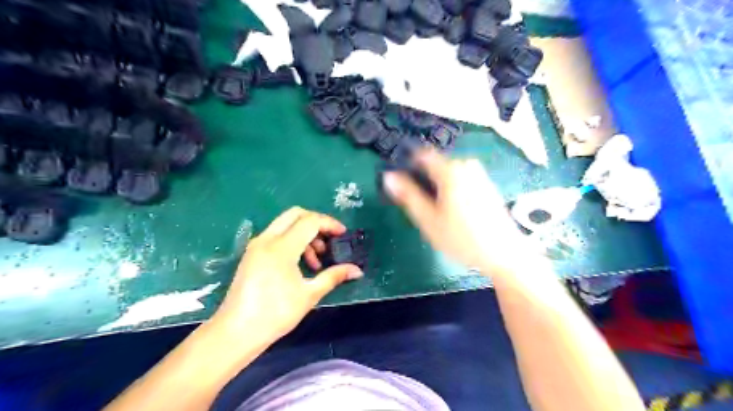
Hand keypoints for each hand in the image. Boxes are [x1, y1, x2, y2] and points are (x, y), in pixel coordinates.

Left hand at [210, 207, 361, 342]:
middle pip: (296, 214)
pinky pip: (276, 235)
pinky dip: (292, 240)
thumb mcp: (309, 295)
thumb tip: (357, 270)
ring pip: (285, 224)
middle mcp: (267, 239)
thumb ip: (334, 276)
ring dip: (305, 233)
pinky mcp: (252, 254)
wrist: (236, 332)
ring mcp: (257, 245)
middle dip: (316, 222)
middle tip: (330, 239)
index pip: (310, 221)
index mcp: (281, 247)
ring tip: (317, 259)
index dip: (330, 224)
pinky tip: (301, 263)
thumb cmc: (275, 314)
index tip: (343, 234)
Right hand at [383, 150, 532, 276]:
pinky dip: (452, 189)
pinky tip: (456, 212)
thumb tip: (389, 176)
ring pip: (448, 173)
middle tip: (422, 207)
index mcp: (450, 171)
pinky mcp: (486, 184)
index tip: (403, 183)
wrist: (503, 254)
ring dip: (438, 186)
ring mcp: (479, 174)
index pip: (422, 155)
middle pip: (435, 165)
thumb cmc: (461, 238)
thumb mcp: (428, 220)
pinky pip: (461, 179)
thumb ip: (408, 195)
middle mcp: (465, 166)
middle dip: (425, 180)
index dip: (408, 166)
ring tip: (439, 212)